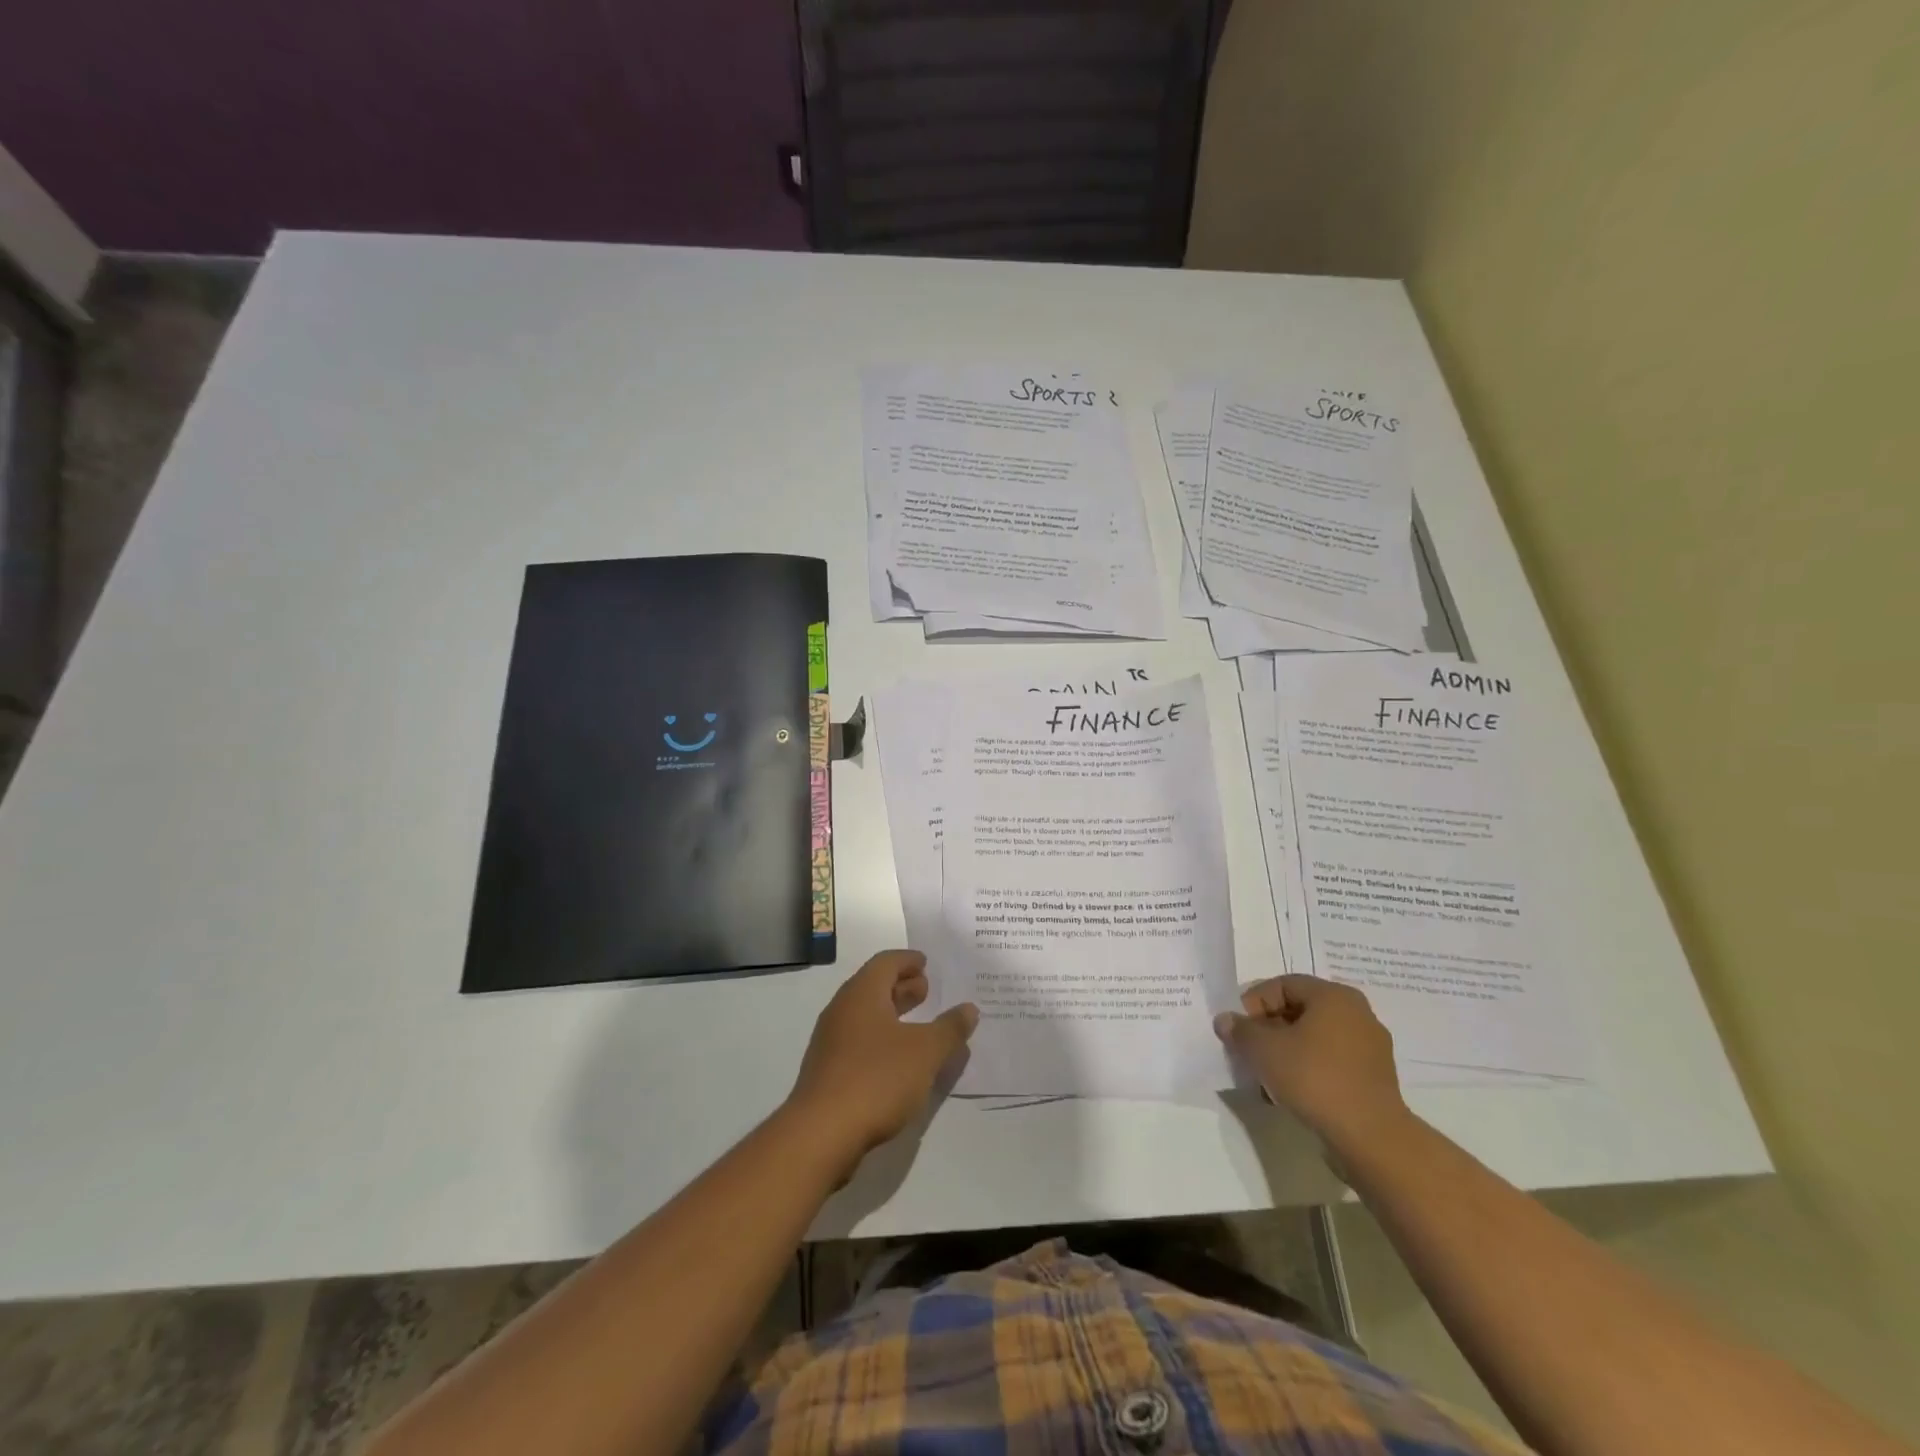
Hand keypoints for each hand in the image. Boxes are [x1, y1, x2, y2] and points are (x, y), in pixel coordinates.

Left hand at [784, 950, 977, 1174]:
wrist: (821, 1134)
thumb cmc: (876, 1078)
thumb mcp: (925, 1052)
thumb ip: (950, 1028)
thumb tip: (969, 1008)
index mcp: (862, 994)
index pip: (885, 962)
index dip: (908, 960)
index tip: (926, 963)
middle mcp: (842, 1010)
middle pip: (873, 986)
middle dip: (901, 986)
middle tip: (926, 990)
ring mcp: (830, 1042)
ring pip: (865, 1015)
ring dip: (891, 1014)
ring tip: (918, 1025)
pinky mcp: (827, 1071)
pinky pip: (858, 1041)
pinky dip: (880, 1038)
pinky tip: (898, 1060)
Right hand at [1214, 976, 1408, 1148]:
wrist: (1370, 1137)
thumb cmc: (1314, 1078)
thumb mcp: (1264, 1050)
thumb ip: (1240, 1030)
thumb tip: (1225, 1020)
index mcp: (1334, 996)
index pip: (1283, 985)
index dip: (1255, 1003)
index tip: (1241, 1030)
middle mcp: (1357, 1013)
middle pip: (1300, 1009)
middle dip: (1270, 1028)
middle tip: (1251, 1050)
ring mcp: (1371, 1046)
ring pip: (1316, 1037)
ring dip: (1288, 1050)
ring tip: (1269, 1074)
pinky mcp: (1375, 1077)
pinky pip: (1333, 1060)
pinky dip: (1310, 1067)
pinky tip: (1294, 1090)